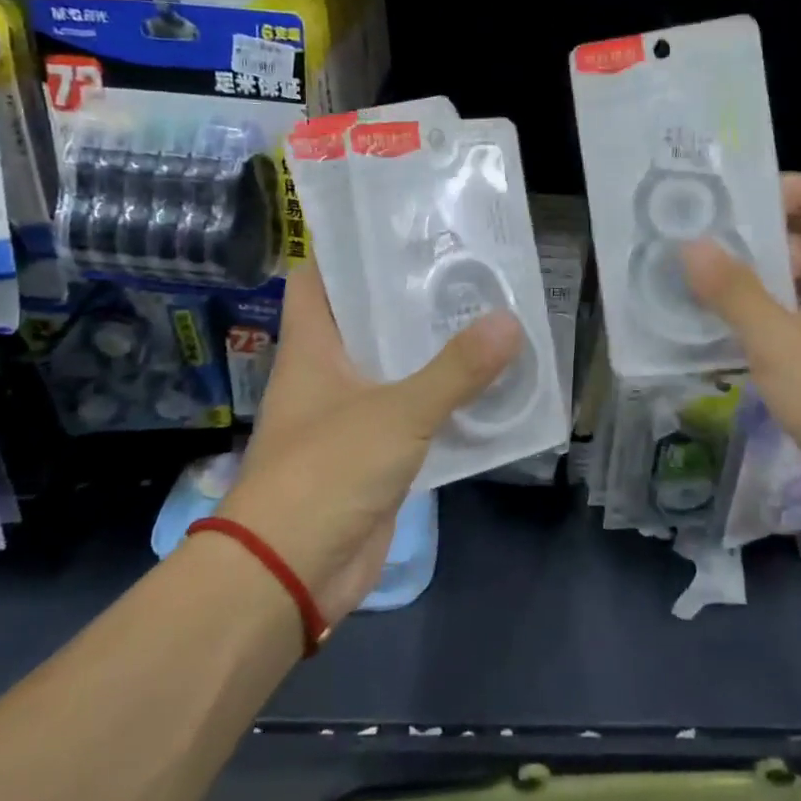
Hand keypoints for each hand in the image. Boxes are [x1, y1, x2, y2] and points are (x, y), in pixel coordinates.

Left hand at [215, 262, 521, 623]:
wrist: (290, 573)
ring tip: (487, 313)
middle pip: (368, 319)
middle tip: (466, 266)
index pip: (320, 278)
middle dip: (412, 296)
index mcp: (313, 347)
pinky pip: (415, 414)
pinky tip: (488, 385)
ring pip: (396, 367)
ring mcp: (351, 415)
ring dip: (434, 349)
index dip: (350, 248)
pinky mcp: (374, 455)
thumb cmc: (326, 472)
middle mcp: (328, 373)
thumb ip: (455, 370)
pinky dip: (445, 401)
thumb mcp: (397, 413)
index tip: (400, 227)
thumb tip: (510, 321)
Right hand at [683, 174, 800, 492]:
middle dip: (747, 239)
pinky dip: (764, 318)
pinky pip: (799, 319)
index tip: (720, 204)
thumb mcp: (778, 343)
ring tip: (693, 288)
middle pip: (800, 236)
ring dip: (750, 282)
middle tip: (689, 247)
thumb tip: (692, 244)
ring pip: (796, 282)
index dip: (773, 186)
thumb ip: (733, 291)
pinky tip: (724, 335)